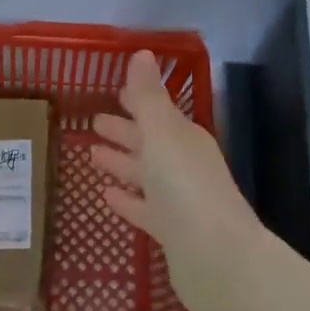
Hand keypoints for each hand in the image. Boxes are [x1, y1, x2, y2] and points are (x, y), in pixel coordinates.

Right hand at [91, 50, 259, 291]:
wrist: (217, 258)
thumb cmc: (185, 186)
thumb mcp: (162, 133)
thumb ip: (148, 95)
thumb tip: (142, 53)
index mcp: (184, 137)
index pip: (157, 112)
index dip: (136, 101)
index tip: (113, 92)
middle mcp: (184, 164)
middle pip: (150, 142)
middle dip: (124, 131)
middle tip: (93, 122)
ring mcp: (179, 199)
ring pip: (145, 174)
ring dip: (121, 163)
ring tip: (92, 155)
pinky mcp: (171, 231)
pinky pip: (143, 208)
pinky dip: (127, 200)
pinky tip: (105, 196)